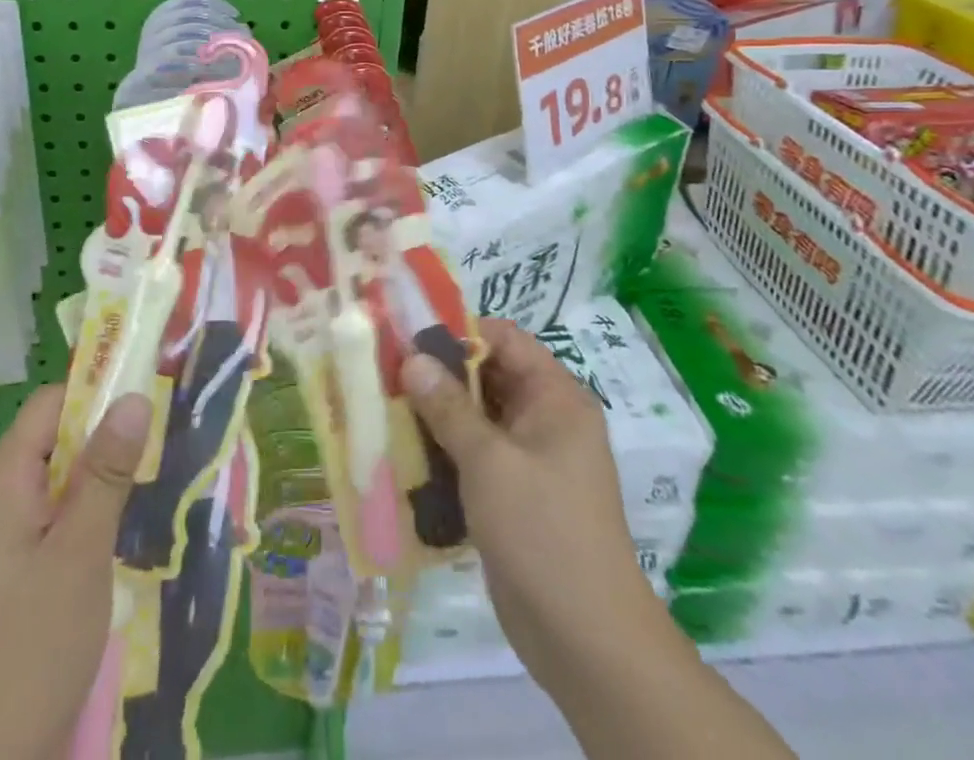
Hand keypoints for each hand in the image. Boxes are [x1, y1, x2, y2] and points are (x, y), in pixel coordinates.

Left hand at [0, 385, 152, 759]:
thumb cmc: (28, 649)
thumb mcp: (79, 552)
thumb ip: (106, 471)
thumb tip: (133, 396)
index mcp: (4, 479)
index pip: (53, 403)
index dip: (99, 391)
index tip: (153, 392)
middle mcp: (0, 498)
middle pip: (60, 439)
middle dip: (111, 436)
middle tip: (169, 437)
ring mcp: (7, 540)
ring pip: (65, 482)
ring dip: (108, 479)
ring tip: (162, 478)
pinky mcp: (19, 576)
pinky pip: (61, 521)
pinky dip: (96, 516)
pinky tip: (133, 532)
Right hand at [402, 319, 666, 704]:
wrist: (585, 640)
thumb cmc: (542, 531)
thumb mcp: (489, 460)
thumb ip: (448, 406)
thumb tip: (412, 358)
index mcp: (555, 397)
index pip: (505, 339)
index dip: (459, 332)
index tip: (409, 339)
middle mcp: (546, 419)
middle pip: (489, 375)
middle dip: (441, 374)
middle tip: (388, 374)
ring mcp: (531, 459)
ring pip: (478, 417)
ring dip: (438, 414)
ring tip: (387, 408)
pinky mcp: (514, 494)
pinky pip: (476, 454)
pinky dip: (446, 449)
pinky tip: (407, 452)